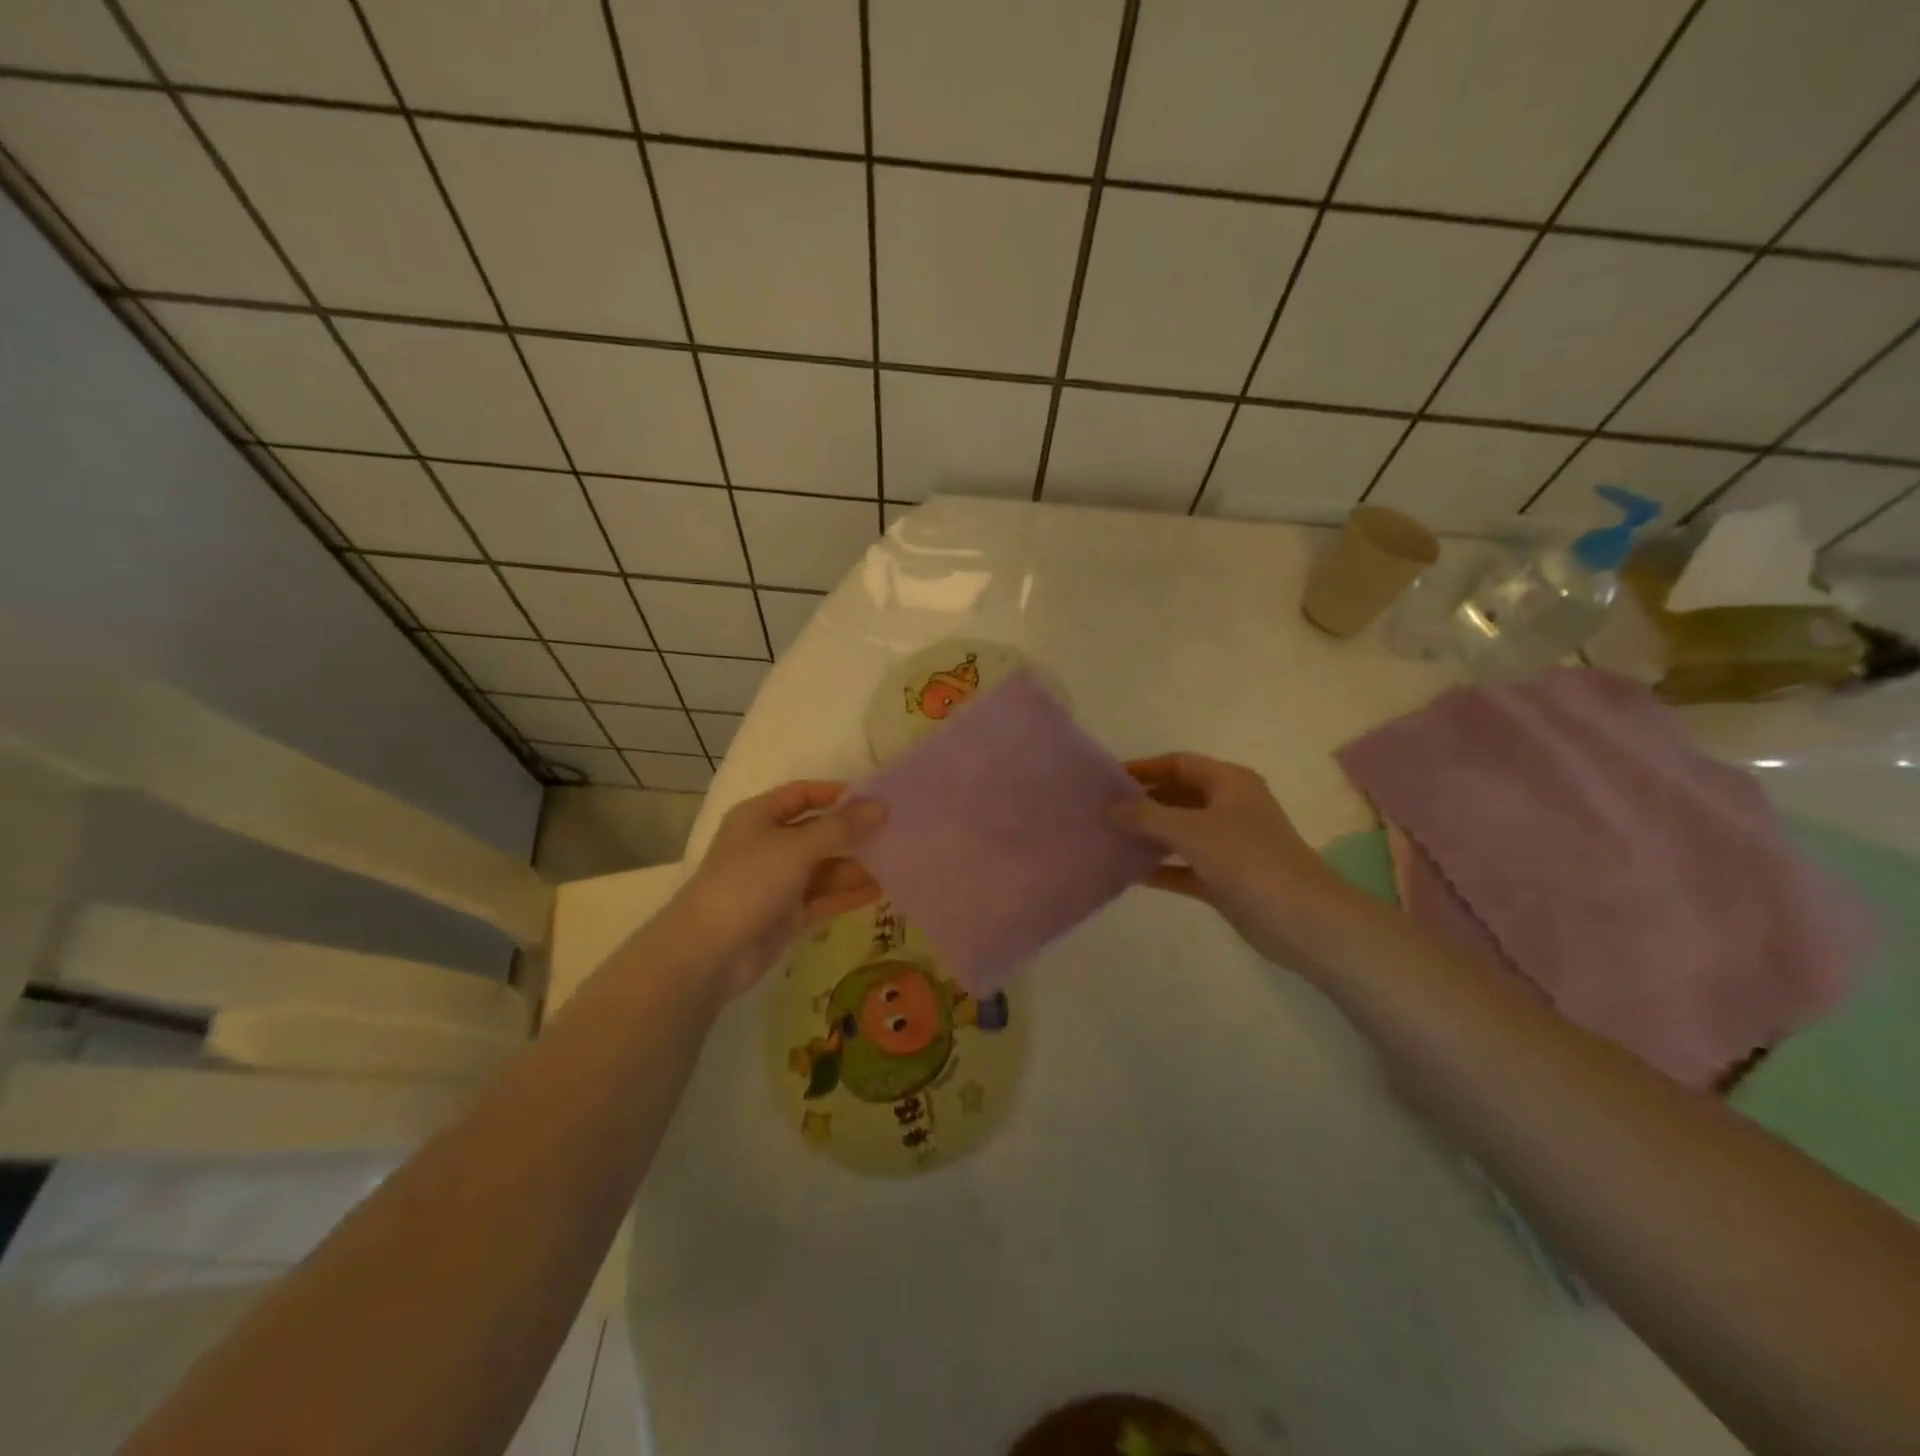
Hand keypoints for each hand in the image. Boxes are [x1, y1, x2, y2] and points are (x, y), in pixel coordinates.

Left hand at [666, 781, 884, 997]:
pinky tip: (881, 889)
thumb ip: (840, 827)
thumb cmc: (749, 882)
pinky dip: (848, 893)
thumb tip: (880, 807)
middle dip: (853, 832)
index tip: (874, 798)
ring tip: (897, 861)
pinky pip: (823, 897)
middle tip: (896, 831)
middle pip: (817, 831)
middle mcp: (769, 844)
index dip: (836, 794)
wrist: (711, 952)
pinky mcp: (787, 914)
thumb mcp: (797, 847)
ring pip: (824, 867)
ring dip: (856, 865)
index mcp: (760, 817)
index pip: (802, 794)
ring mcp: (778, 881)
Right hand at [1110, 753, 1360, 966]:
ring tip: (1108, 839)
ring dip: (1149, 836)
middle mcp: (1230, 808)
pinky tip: (1129, 873)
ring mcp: (1229, 845)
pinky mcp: (1226, 879)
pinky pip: (1185, 866)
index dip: (1144, 768)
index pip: (1179, 764)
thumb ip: (1145, 816)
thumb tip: (1110, 808)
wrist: (1300, 918)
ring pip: (1180, 833)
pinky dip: (1161, 867)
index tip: (1107, 780)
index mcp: (1230, 782)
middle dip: (1142, 802)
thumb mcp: (1190, 830)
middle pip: (1178, 796)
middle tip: (1102, 811)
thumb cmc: (1246, 858)